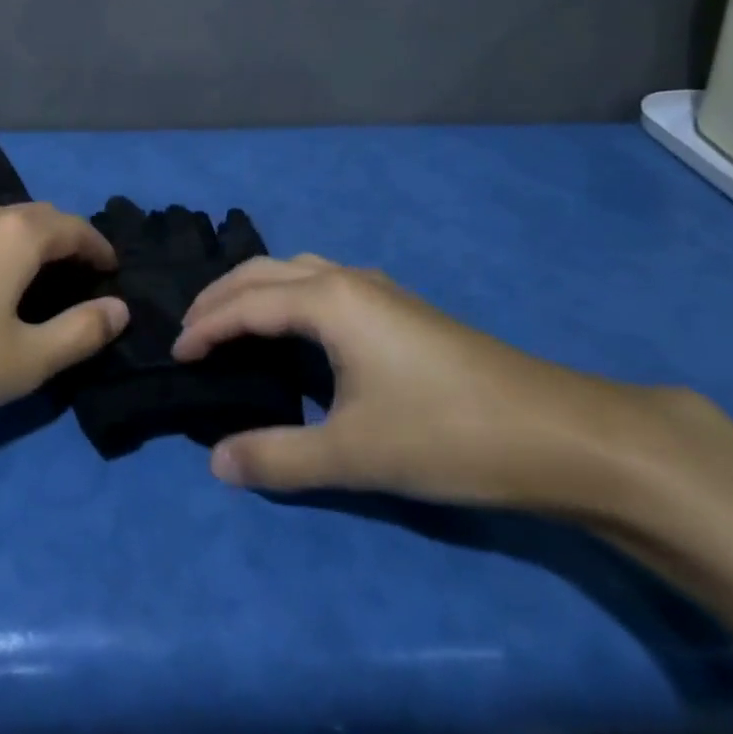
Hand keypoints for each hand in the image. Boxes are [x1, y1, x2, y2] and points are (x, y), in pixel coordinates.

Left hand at [0, 204, 127, 423]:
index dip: (100, 248)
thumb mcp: (26, 360)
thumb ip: (81, 332)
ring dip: (27, 243)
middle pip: (39, 217)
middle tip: (78, 276)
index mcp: (18, 234)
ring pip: (0, 223)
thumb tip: (119, 308)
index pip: (76, 228)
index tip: (112, 271)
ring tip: (32, 278)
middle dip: (66, 241)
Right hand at [172, 255, 652, 509]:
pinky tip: (295, 329)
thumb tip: (216, 462)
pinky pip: (323, 283)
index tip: (175, 356)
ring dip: (255, 290)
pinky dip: (287, 295)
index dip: (204, 328)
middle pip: (265, 271)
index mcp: (330, 299)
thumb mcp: (353, 453)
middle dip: (220, 297)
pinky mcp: (400, 307)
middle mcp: (348, 279)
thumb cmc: (446, 434)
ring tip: (230, 324)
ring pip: (297, 270)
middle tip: (189, 332)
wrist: (557, 432)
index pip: (246, 304)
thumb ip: (278, 456)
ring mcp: (379, 289)